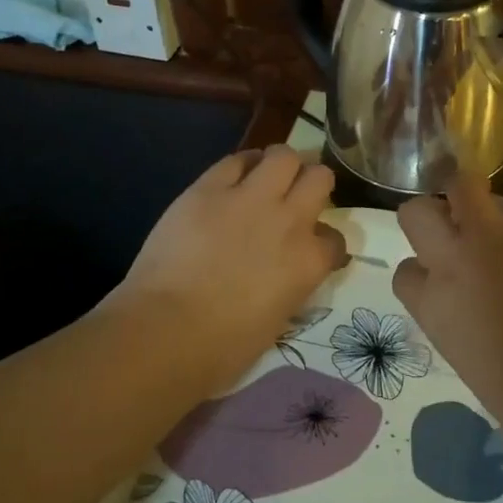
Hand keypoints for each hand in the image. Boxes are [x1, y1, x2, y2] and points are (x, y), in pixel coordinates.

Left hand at [118, 146, 345, 380]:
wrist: (167, 331)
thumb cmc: (223, 347)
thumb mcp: (278, 320)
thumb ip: (291, 286)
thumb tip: (286, 276)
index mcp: (309, 262)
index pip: (335, 239)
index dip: (324, 242)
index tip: (311, 248)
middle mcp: (290, 220)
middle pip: (319, 178)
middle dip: (311, 184)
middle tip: (294, 196)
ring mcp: (250, 199)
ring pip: (284, 155)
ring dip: (281, 165)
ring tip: (267, 177)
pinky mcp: (209, 188)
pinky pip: (235, 160)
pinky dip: (241, 165)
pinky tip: (234, 178)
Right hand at [393, 175, 502, 443]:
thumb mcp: (467, 360)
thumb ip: (458, 324)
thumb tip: (472, 312)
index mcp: (431, 305)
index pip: (405, 271)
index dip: (423, 270)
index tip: (440, 277)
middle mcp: (452, 260)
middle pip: (415, 212)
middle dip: (430, 215)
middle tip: (453, 228)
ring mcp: (494, 237)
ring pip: (463, 184)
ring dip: (472, 195)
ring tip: (491, 212)